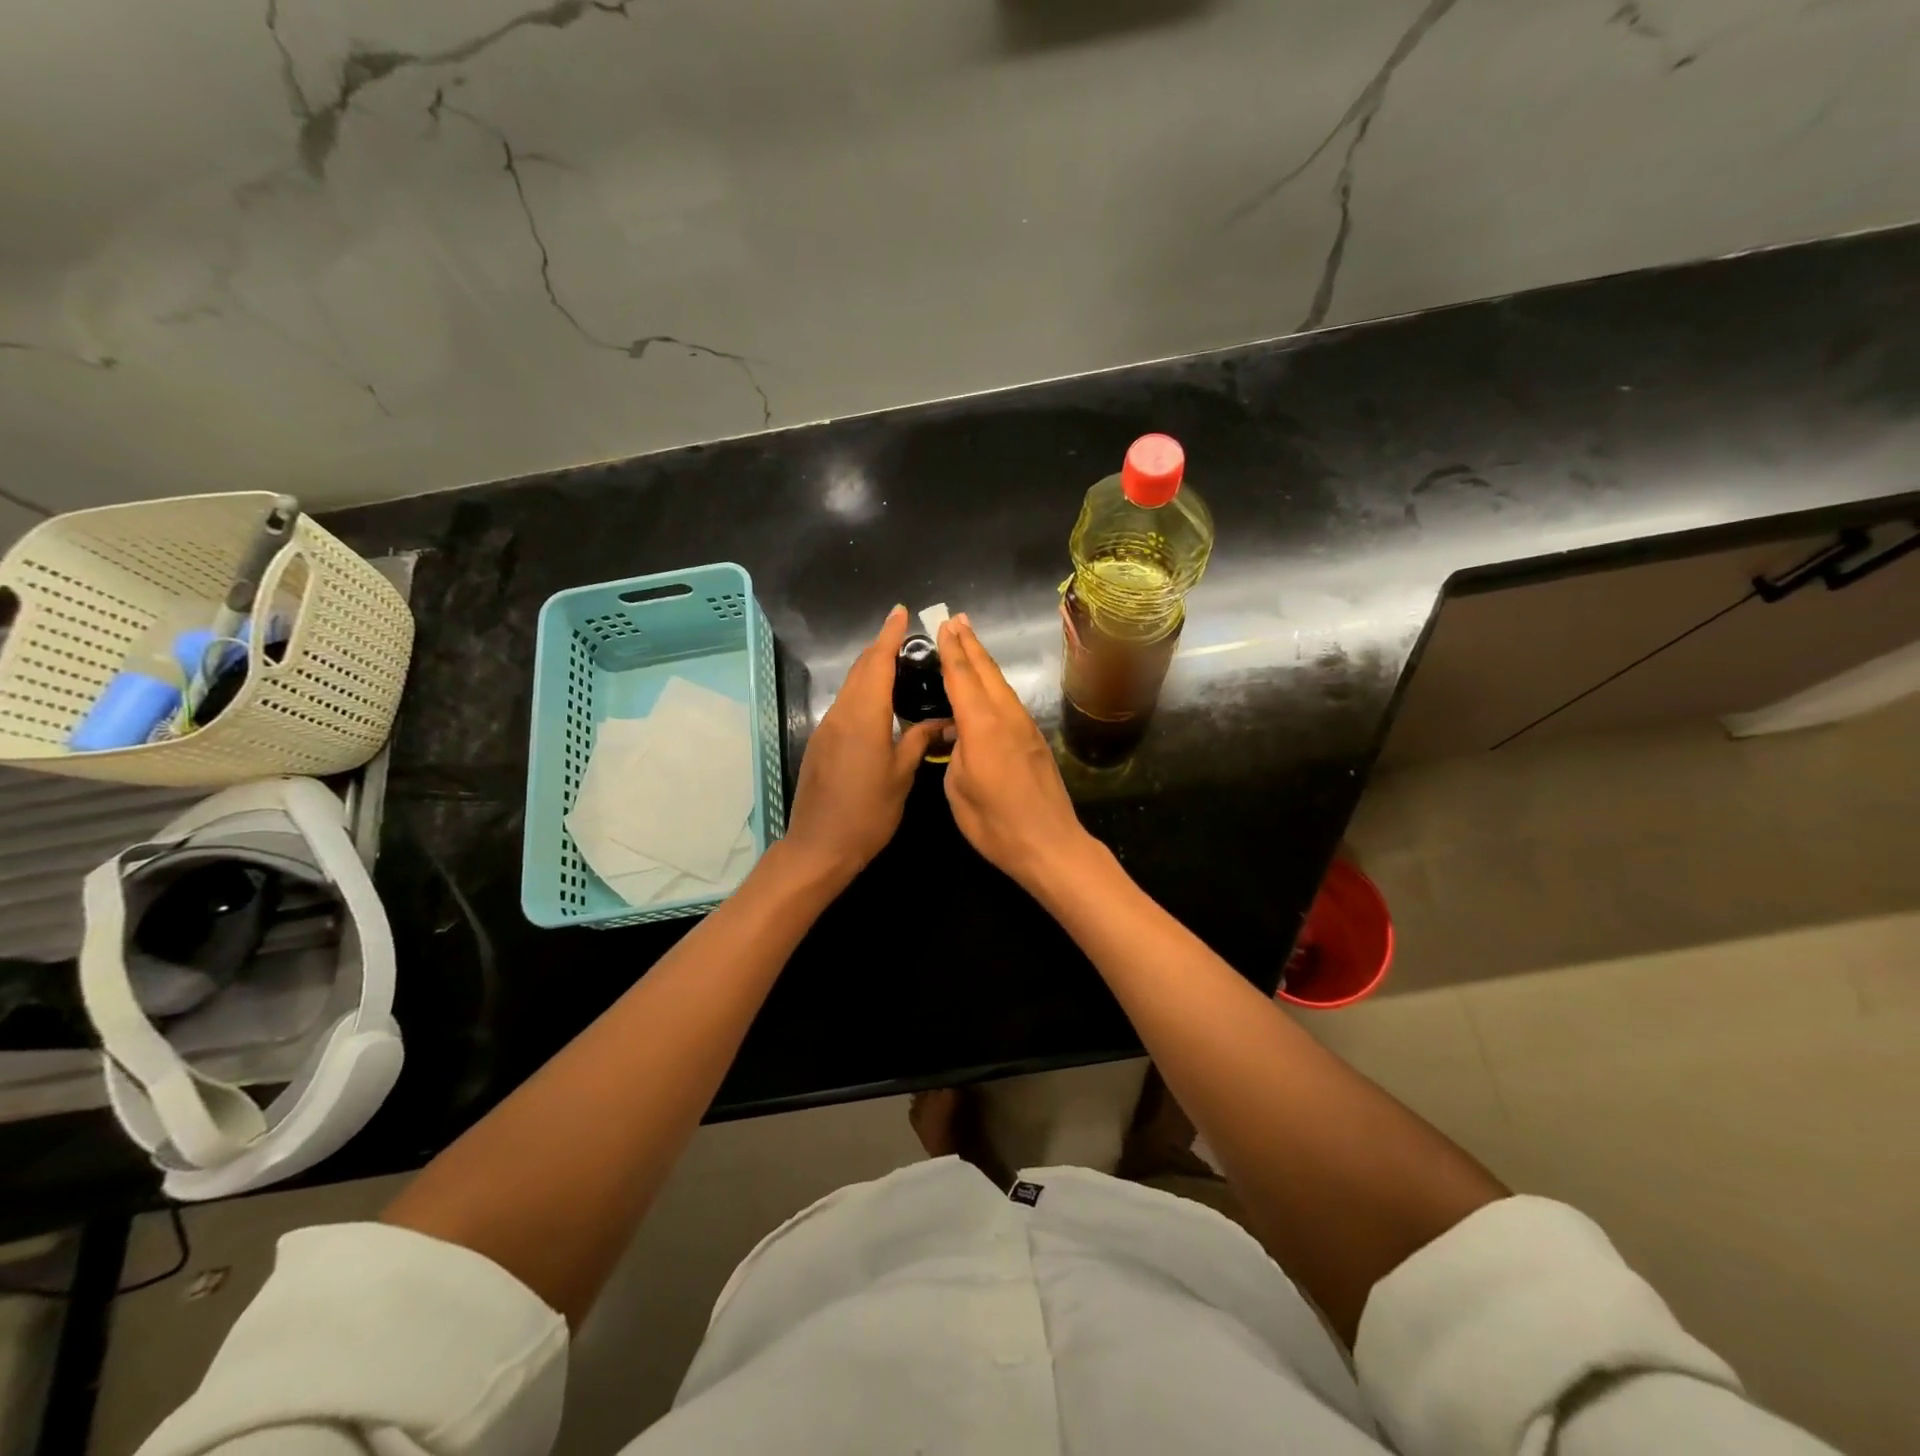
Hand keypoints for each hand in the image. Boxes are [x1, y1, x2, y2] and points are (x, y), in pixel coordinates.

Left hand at [781, 606, 946, 881]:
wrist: (819, 846)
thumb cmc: (868, 813)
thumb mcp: (901, 777)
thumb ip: (919, 741)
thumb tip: (941, 721)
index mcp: (864, 717)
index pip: (878, 663)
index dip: (889, 635)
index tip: (901, 612)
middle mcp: (841, 714)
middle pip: (861, 669)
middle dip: (881, 647)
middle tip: (906, 635)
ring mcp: (827, 728)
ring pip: (851, 686)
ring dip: (871, 669)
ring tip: (898, 663)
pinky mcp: (821, 743)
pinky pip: (845, 705)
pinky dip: (863, 692)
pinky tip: (879, 701)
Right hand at [937, 614, 1092, 889]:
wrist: (1050, 845)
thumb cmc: (996, 824)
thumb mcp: (958, 790)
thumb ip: (955, 754)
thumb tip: (959, 736)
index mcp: (982, 726)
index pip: (962, 678)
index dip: (951, 651)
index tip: (944, 625)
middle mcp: (1006, 718)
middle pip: (986, 672)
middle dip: (970, 644)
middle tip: (957, 619)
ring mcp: (1025, 728)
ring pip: (1001, 685)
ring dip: (984, 661)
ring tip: (970, 641)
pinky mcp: (1035, 741)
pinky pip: (1009, 702)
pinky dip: (995, 685)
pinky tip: (988, 687)